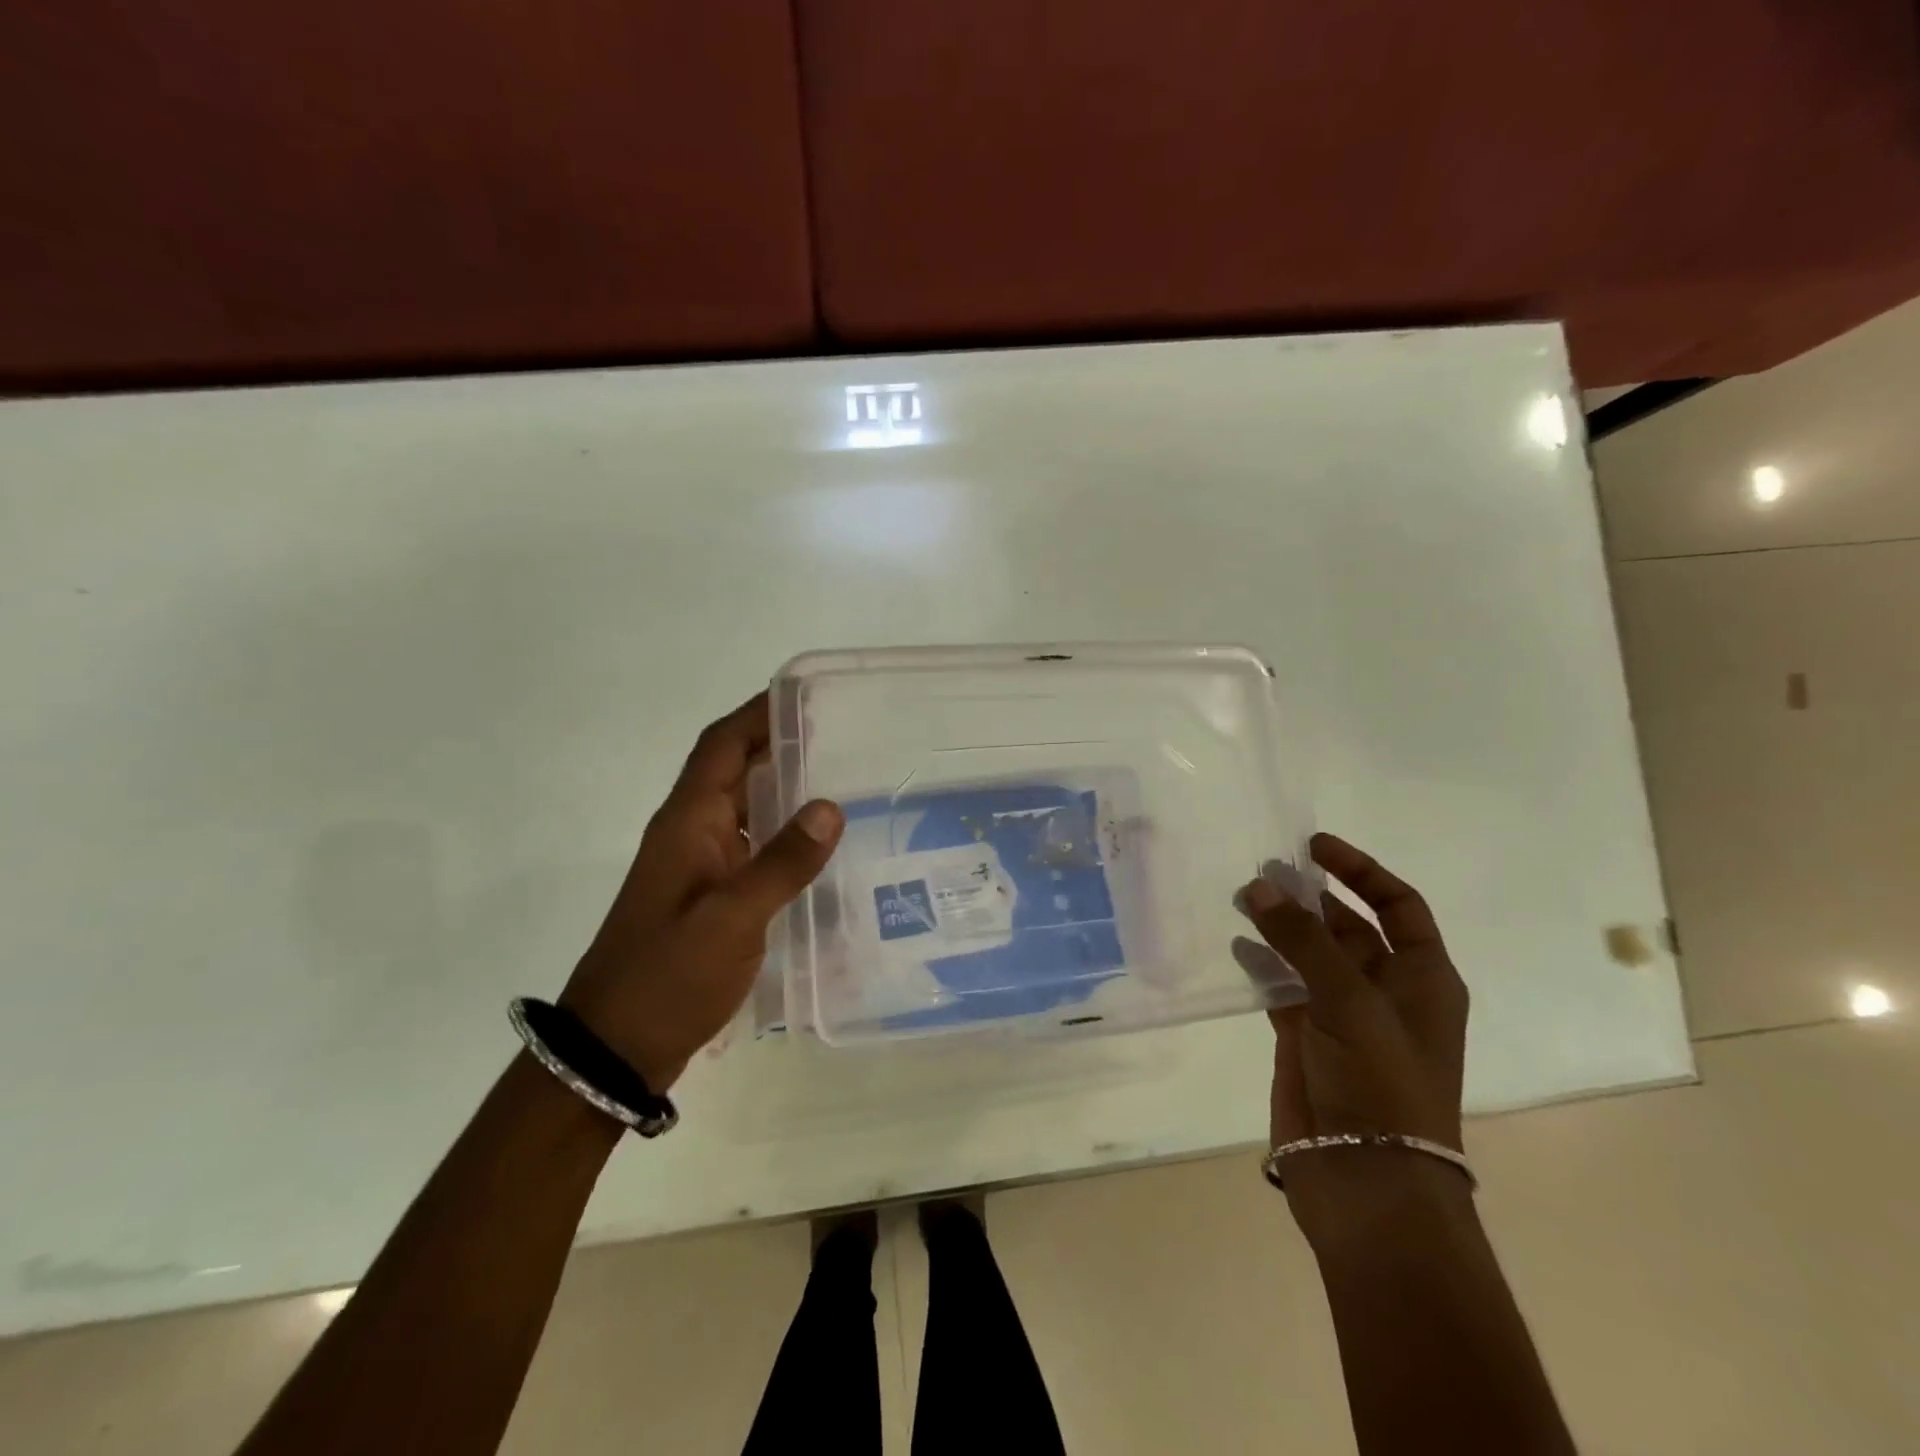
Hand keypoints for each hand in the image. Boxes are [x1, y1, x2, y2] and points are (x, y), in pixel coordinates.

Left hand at [559, 694, 842, 1092]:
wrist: (615, 1049)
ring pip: (745, 808)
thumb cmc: (667, 977)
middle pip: (735, 769)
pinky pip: (751, 847)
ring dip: (784, 789)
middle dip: (781, 745)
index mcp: (687, 821)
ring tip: (844, 781)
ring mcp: (698, 866)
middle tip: (843, 736)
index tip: (807, 694)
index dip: (758, 713)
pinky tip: (821, 849)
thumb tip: (830, 807)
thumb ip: (781, 863)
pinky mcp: (709, 896)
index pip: (722, 745)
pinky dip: (782, 835)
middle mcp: (690, 832)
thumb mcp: (730, 920)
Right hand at [1238, 833, 1468, 1226]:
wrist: (1367, 1179)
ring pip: (1310, 954)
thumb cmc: (1380, 1082)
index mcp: (1422, 978)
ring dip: (1281, 925)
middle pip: (1348, 926)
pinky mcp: (1305, 1038)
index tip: (1313, 846)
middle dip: (1310, 896)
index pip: (1398, 905)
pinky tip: (1237, 945)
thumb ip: (1302, 938)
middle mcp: (1385, 991)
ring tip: (1242, 898)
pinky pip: (1282, 986)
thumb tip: (1258, 885)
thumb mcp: (1349, 1000)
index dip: (1360, 871)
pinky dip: (1262, 963)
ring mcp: (1343, 1016)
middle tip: (1262, 870)